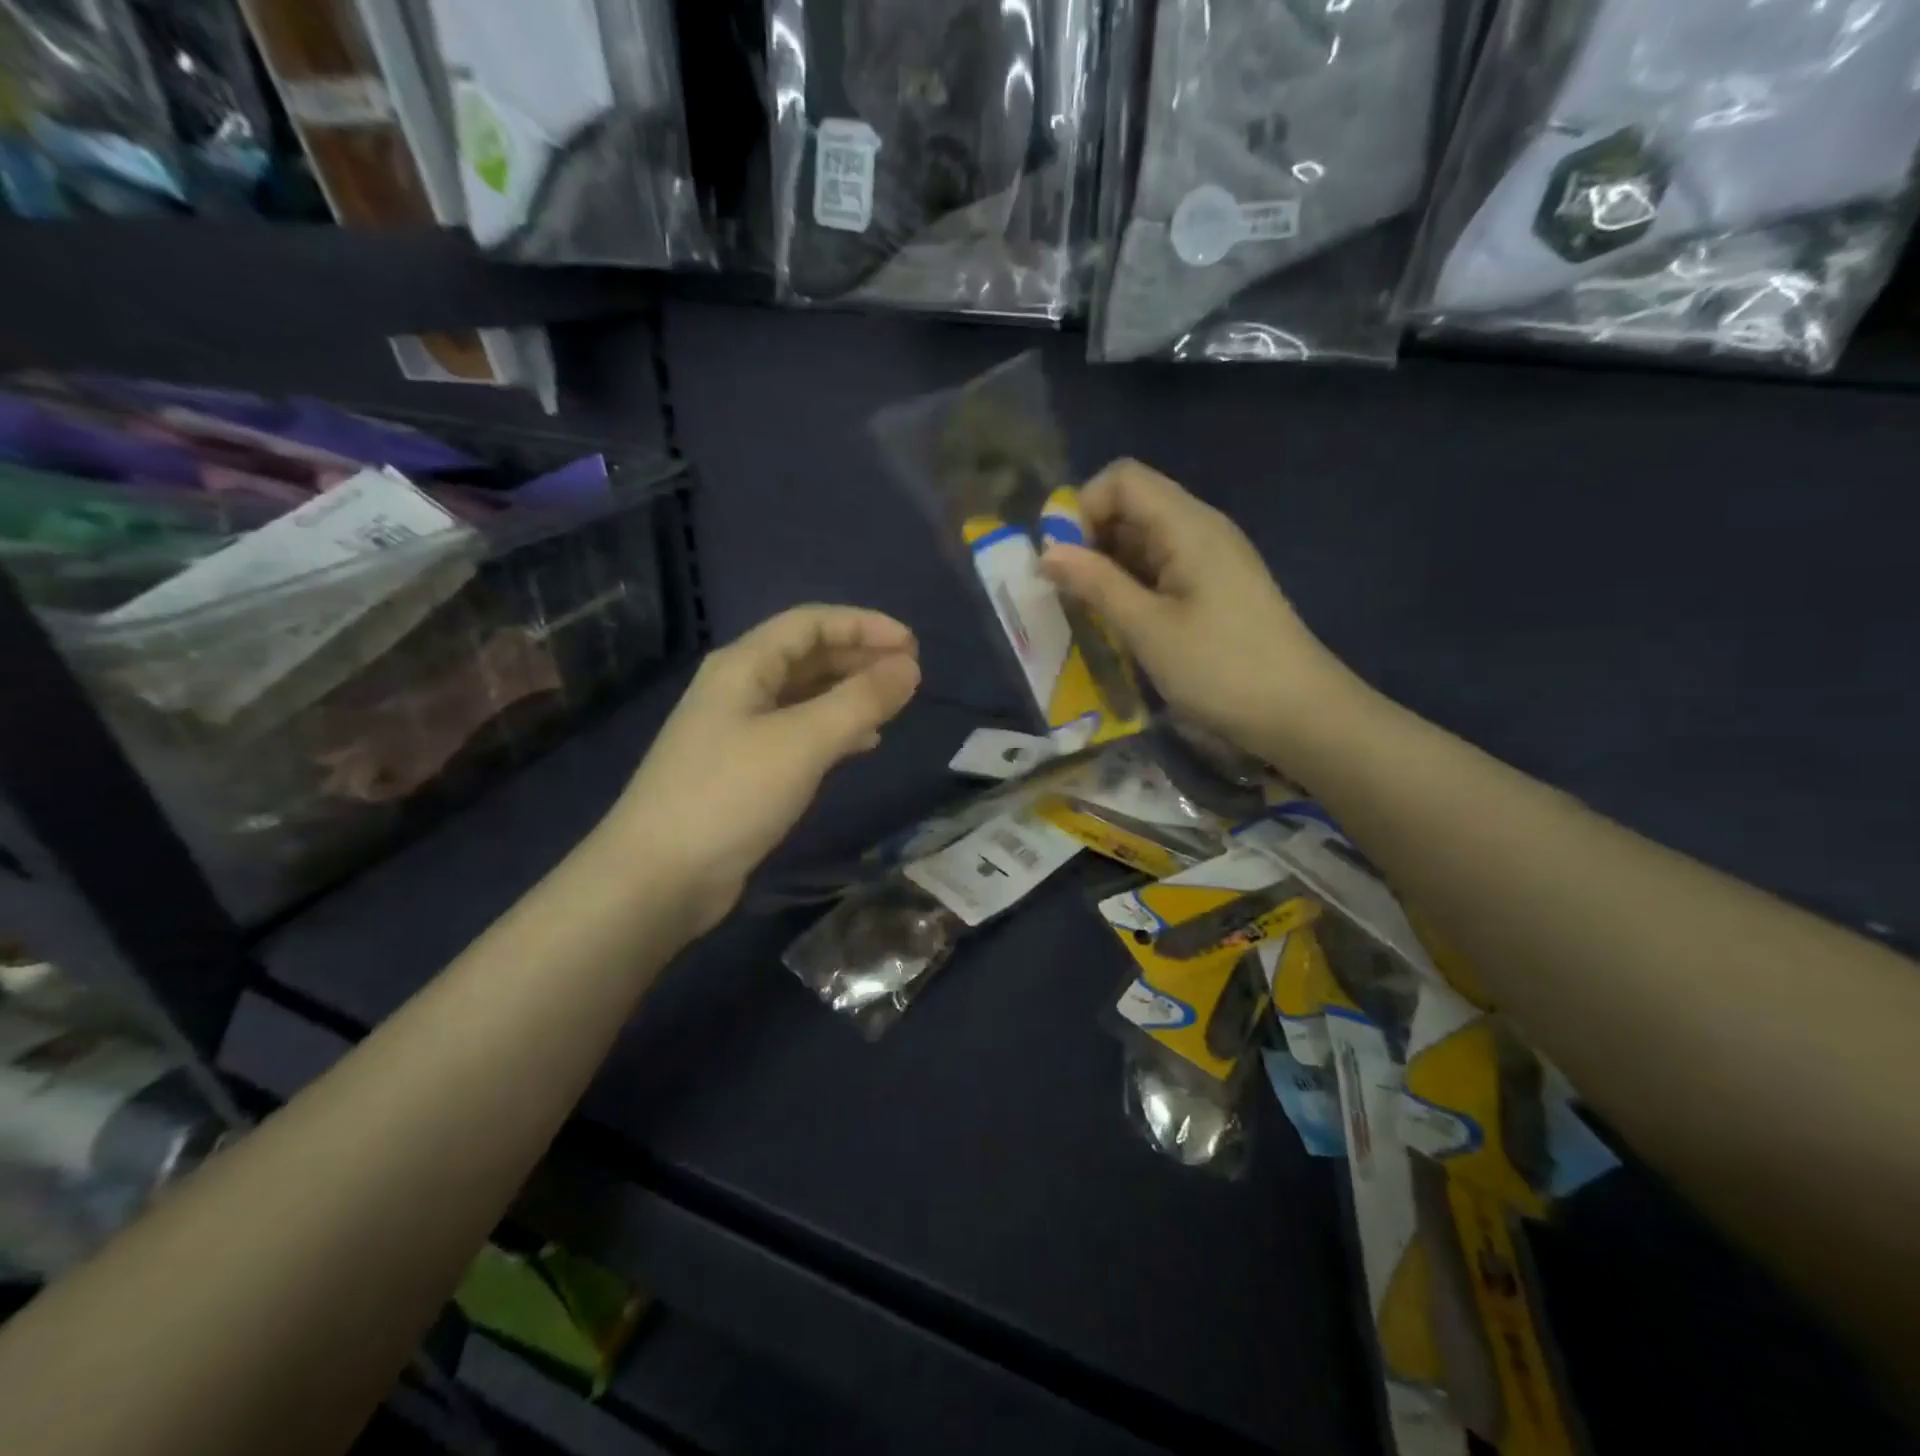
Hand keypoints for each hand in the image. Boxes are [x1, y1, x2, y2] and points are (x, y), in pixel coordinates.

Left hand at [605, 606, 920, 935]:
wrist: (659, 877)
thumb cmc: (730, 795)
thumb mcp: (803, 741)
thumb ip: (860, 701)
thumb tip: (909, 668)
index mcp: (744, 665)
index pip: (811, 623)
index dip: (864, 625)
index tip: (912, 644)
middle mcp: (739, 689)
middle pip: (807, 656)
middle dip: (859, 657)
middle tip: (909, 673)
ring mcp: (738, 730)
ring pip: (805, 696)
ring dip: (849, 693)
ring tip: (893, 703)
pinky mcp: (744, 770)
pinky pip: (798, 733)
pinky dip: (834, 730)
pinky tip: (862, 744)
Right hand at [1040, 460, 1358, 758]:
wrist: (1300, 713)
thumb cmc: (1220, 668)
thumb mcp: (1147, 628)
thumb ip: (1095, 583)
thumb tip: (1046, 552)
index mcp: (1187, 525)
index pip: (1122, 478)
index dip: (1083, 508)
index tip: (1062, 559)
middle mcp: (1200, 530)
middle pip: (1132, 505)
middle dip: (1090, 540)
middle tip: (1068, 592)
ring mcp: (1210, 559)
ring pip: (1143, 540)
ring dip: (1108, 567)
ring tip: (1088, 612)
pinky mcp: (1214, 588)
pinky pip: (1161, 568)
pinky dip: (1132, 586)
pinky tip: (1121, 623)